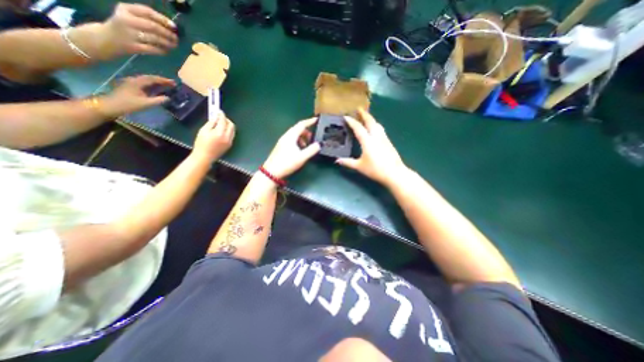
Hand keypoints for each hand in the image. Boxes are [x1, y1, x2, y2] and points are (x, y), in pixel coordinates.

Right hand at [97, 1, 178, 57]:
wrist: (107, 39)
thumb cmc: (125, 27)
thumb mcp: (130, 16)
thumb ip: (146, 18)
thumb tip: (170, 26)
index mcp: (125, 9)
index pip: (147, 12)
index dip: (163, 19)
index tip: (174, 27)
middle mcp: (126, 20)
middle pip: (153, 26)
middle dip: (168, 33)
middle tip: (176, 39)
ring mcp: (129, 34)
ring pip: (155, 38)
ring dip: (168, 43)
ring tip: (173, 45)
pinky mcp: (134, 46)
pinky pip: (153, 49)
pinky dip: (163, 50)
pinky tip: (166, 51)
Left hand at [100, 74, 175, 116]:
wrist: (111, 106)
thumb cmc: (129, 104)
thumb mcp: (146, 103)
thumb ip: (158, 100)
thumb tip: (168, 98)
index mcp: (137, 82)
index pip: (152, 79)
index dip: (164, 80)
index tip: (173, 83)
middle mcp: (134, 80)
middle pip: (149, 78)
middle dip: (161, 80)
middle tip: (172, 84)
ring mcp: (131, 83)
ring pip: (146, 80)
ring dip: (157, 82)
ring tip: (166, 86)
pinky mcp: (130, 87)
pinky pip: (144, 84)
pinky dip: (152, 85)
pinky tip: (156, 89)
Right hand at [191, 109, 234, 160]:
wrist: (205, 156)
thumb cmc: (201, 143)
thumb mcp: (203, 131)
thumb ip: (211, 123)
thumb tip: (216, 117)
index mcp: (220, 133)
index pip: (223, 121)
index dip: (221, 115)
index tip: (219, 111)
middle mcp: (227, 137)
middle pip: (231, 125)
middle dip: (226, 119)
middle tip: (220, 117)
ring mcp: (230, 141)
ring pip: (233, 130)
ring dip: (228, 125)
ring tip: (220, 123)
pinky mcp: (230, 144)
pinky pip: (231, 135)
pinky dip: (228, 130)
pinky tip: (222, 130)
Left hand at [262, 117, 320, 177]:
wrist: (271, 172)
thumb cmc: (287, 163)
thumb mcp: (302, 157)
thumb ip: (311, 150)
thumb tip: (319, 144)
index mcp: (291, 136)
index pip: (301, 124)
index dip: (310, 121)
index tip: (317, 119)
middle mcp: (286, 136)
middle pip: (297, 129)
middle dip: (306, 132)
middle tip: (313, 138)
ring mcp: (282, 142)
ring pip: (294, 135)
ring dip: (302, 138)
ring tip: (307, 146)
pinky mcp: (281, 147)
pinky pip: (291, 141)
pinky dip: (298, 142)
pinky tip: (300, 151)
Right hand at [337, 107, 405, 186]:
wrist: (394, 173)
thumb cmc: (375, 169)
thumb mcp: (359, 166)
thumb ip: (348, 162)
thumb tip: (337, 160)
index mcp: (367, 141)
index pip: (358, 128)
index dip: (351, 121)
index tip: (346, 116)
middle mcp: (376, 136)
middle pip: (370, 121)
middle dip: (364, 114)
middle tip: (359, 109)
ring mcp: (384, 138)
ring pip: (377, 124)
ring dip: (371, 119)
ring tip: (366, 117)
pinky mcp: (388, 142)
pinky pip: (381, 129)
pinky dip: (376, 125)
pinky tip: (374, 129)